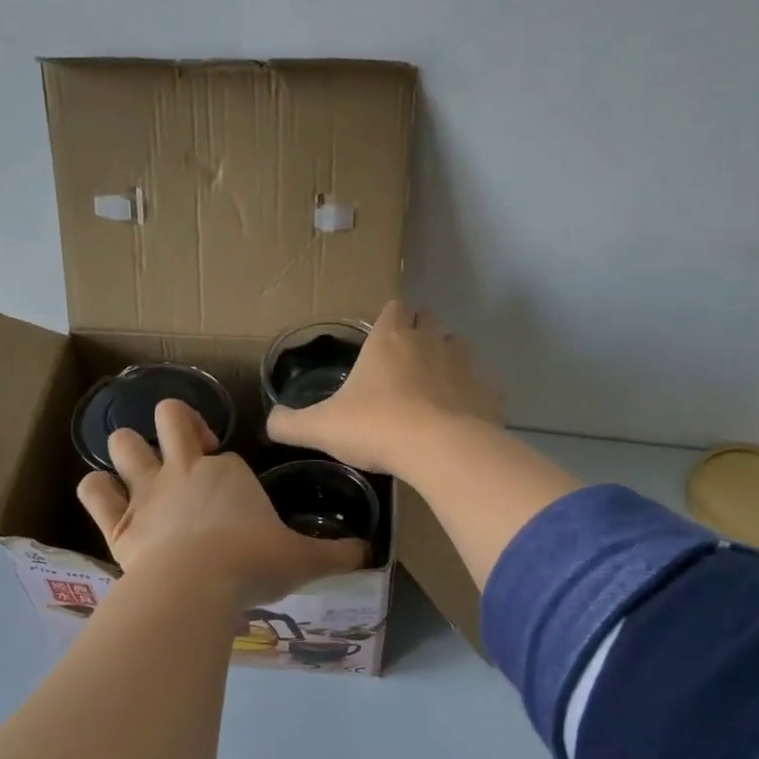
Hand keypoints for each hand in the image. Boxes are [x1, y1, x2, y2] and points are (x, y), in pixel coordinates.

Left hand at [77, 399, 368, 605]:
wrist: (198, 586)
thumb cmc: (254, 564)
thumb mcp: (304, 559)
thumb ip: (336, 554)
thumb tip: (370, 554)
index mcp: (228, 472)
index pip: (225, 452)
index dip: (227, 464)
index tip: (236, 493)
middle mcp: (183, 470)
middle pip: (169, 418)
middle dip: (176, 425)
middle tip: (188, 452)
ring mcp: (146, 492)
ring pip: (122, 443)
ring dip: (129, 450)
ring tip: (142, 470)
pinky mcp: (117, 522)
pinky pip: (93, 490)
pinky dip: (98, 490)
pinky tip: (109, 500)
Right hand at [266, 300, 501, 476]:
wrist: (438, 450)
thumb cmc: (376, 427)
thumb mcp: (322, 428)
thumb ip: (291, 424)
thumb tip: (270, 423)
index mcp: (390, 340)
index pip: (394, 308)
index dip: (390, 318)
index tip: (382, 337)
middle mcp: (429, 342)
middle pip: (429, 321)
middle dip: (419, 333)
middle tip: (403, 363)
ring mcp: (464, 366)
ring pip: (458, 348)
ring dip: (447, 360)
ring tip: (432, 389)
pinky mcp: (488, 394)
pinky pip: (482, 387)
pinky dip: (472, 397)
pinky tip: (460, 418)